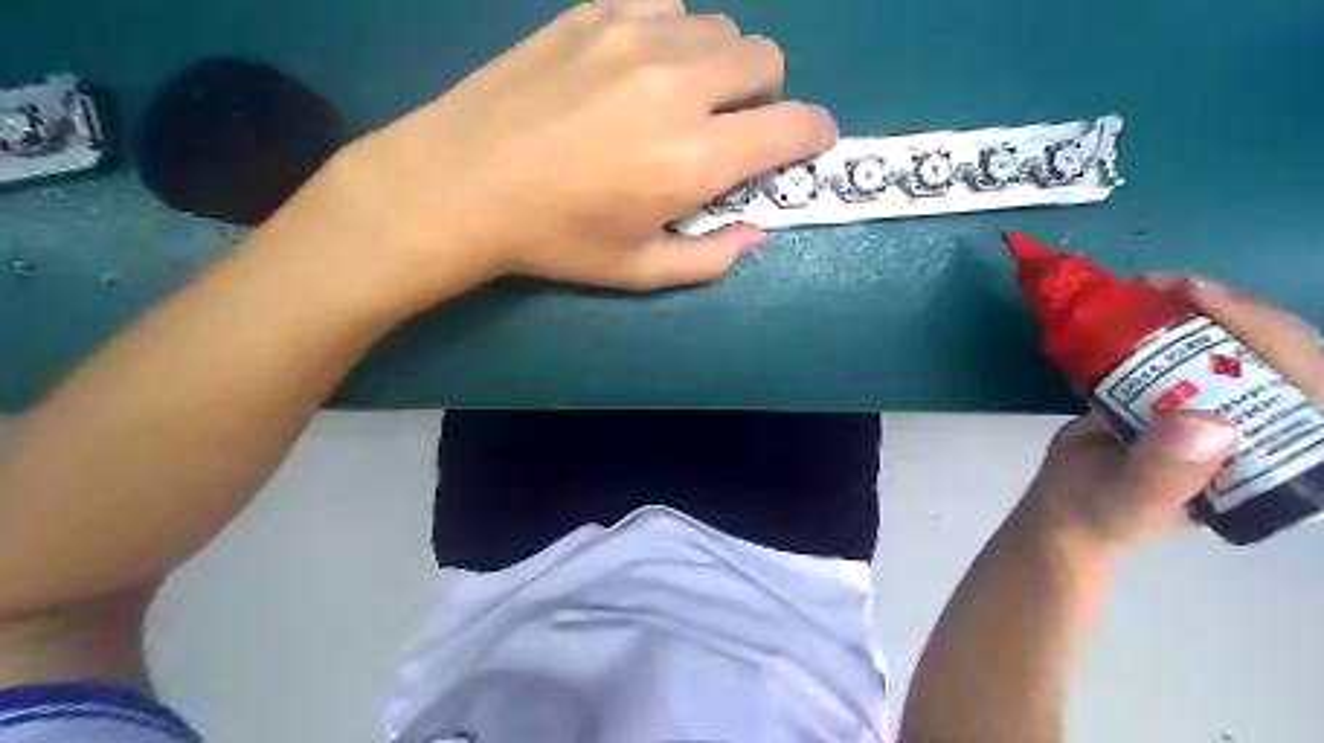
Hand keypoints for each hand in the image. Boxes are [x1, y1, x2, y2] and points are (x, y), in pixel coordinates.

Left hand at [277, 1, 835, 314]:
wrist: (462, 182)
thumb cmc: (555, 239)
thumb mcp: (638, 271)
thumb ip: (710, 258)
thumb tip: (756, 233)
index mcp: (695, 158)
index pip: (795, 125)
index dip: (814, 134)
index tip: (806, 144)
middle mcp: (679, 85)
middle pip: (766, 60)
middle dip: (765, 97)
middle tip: (731, 127)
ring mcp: (636, 35)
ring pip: (721, 28)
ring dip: (721, 64)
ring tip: (683, 97)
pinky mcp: (596, 10)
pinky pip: (668, 6)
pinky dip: (674, 35)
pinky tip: (639, 68)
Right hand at [1017, 276, 1318, 554]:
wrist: (1063, 504)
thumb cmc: (1100, 512)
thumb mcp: (1129, 502)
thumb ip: (1164, 475)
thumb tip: (1209, 422)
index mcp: (1275, 462)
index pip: (1311, 394)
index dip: (1276, 340)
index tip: (1210, 303)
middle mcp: (1261, 426)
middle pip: (1283, 357)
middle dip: (1240, 313)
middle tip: (1177, 286)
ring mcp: (1222, 403)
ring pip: (1243, 344)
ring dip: (1206, 308)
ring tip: (1154, 285)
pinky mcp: (1184, 388)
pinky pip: (1196, 345)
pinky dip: (1172, 316)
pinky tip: (1143, 298)